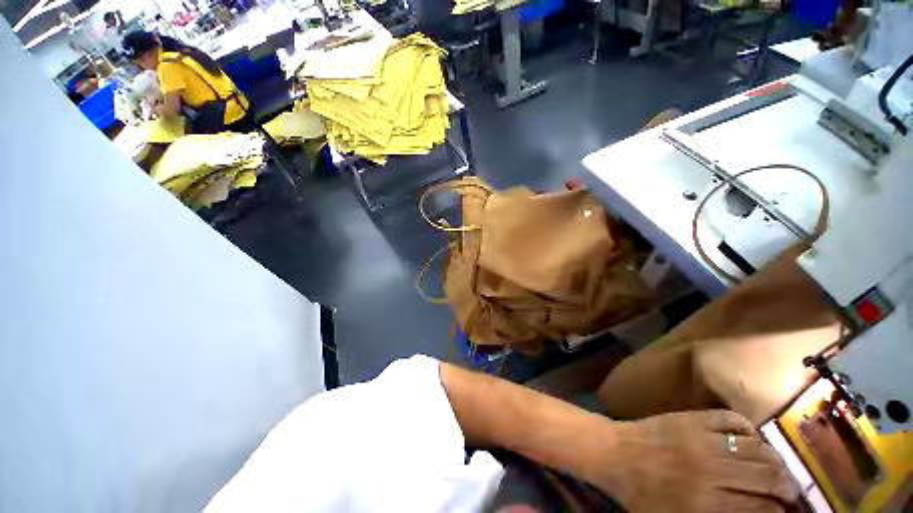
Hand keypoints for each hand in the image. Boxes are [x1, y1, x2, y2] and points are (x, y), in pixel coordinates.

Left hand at [595, 411, 798, 512]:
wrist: (615, 452)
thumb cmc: (642, 494)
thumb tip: (750, 512)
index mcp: (704, 502)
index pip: (758, 507)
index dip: (777, 511)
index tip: (785, 512)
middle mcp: (708, 469)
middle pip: (764, 476)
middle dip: (785, 486)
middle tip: (790, 491)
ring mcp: (700, 438)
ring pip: (754, 448)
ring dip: (774, 459)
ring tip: (779, 468)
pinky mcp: (691, 417)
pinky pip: (730, 419)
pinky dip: (748, 429)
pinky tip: (753, 439)